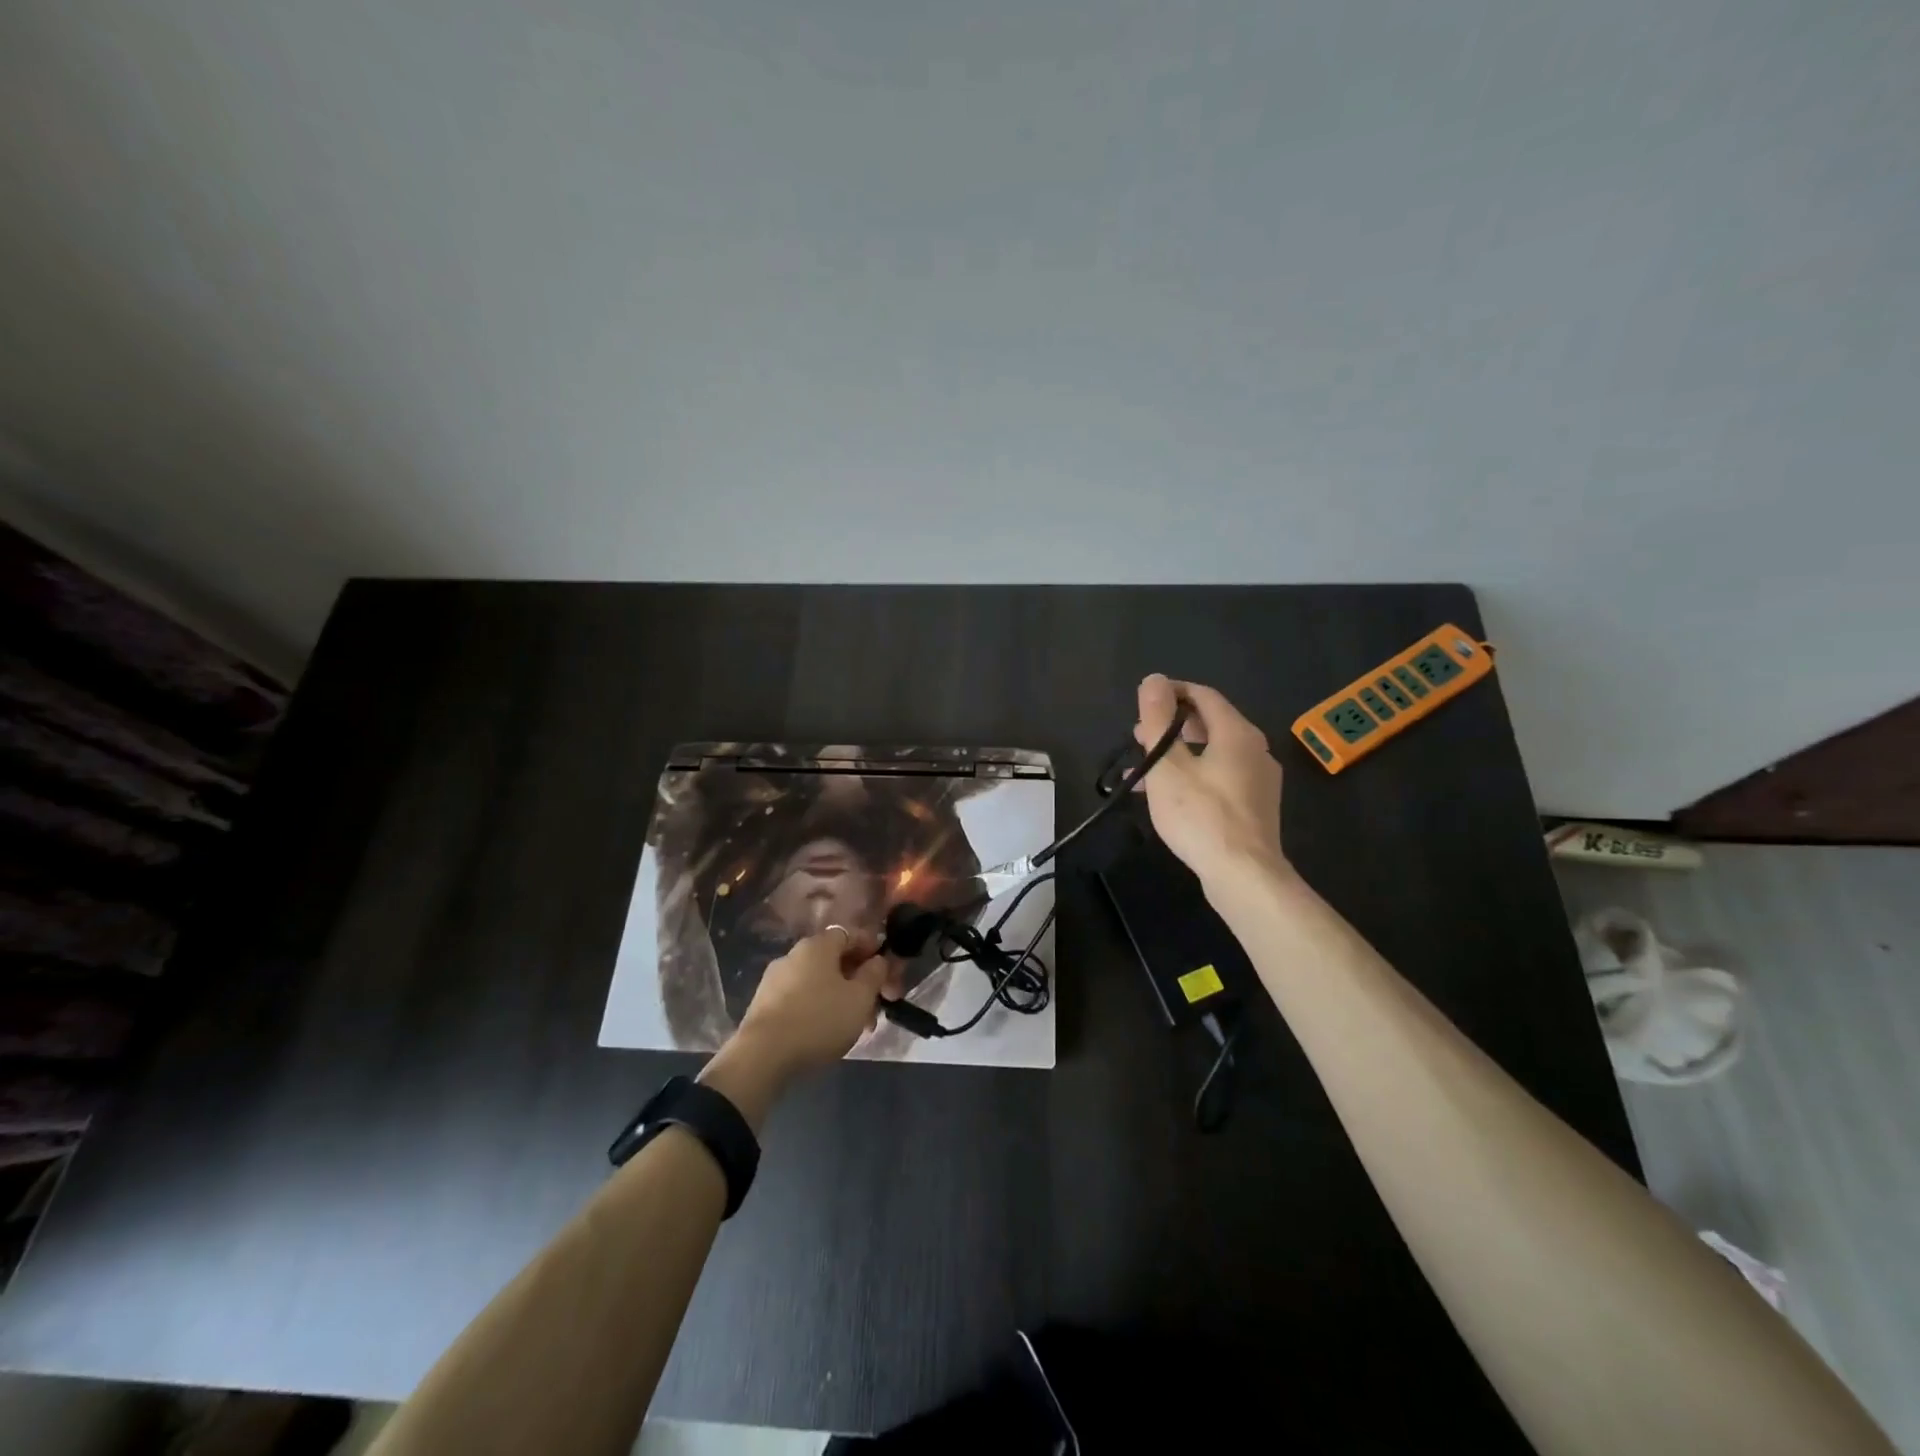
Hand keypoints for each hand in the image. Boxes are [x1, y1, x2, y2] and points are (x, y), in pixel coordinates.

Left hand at [735, 927, 892, 1077]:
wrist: (762, 1056)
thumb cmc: (819, 1019)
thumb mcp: (860, 998)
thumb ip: (874, 975)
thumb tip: (878, 960)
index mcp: (817, 945)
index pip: (850, 934)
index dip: (871, 948)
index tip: (886, 969)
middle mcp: (793, 955)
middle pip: (834, 960)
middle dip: (858, 980)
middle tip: (875, 1005)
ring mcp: (774, 980)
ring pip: (818, 982)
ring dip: (840, 998)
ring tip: (855, 1026)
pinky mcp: (763, 1005)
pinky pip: (800, 999)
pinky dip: (818, 1009)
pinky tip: (827, 1032)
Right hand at [1133, 674, 1286, 888]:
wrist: (1243, 875)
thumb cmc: (1200, 815)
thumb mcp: (1167, 766)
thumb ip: (1157, 720)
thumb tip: (1153, 679)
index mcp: (1237, 732)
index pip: (1203, 695)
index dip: (1171, 692)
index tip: (1142, 702)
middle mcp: (1255, 749)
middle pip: (1209, 723)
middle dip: (1170, 725)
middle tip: (1138, 737)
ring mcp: (1259, 779)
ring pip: (1213, 752)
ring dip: (1177, 754)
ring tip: (1143, 770)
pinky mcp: (1255, 805)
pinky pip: (1220, 776)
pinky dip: (1192, 775)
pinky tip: (1168, 796)